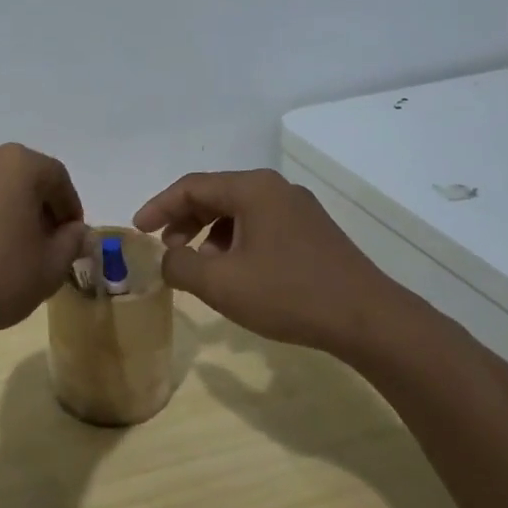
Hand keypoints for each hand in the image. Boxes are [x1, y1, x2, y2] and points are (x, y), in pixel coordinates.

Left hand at [0, 143, 87, 343]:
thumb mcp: (50, 267)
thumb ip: (71, 242)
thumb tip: (76, 231)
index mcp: (16, 164)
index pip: (56, 178)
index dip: (70, 208)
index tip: (72, 238)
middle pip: (20, 178)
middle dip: (36, 207)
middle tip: (44, 244)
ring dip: (4, 210)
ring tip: (8, 249)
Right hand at [133, 169, 415, 357]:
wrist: (369, 320)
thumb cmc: (288, 294)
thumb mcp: (221, 283)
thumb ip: (180, 266)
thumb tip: (168, 259)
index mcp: (253, 189)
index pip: (191, 186)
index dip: (158, 207)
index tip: (139, 231)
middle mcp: (276, 189)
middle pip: (215, 195)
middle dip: (184, 221)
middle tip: (167, 250)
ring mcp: (299, 210)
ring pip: (238, 213)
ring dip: (209, 236)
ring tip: (200, 268)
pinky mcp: (313, 233)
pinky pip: (260, 227)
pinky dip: (235, 243)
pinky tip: (236, 274)